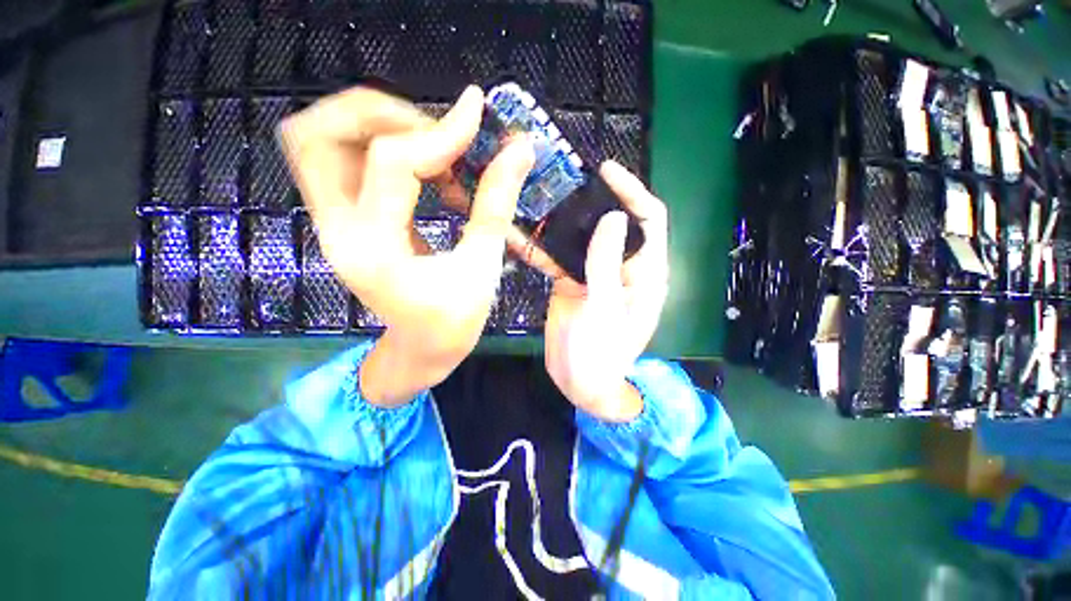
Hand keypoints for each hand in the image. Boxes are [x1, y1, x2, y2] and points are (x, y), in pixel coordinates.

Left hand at [279, 86, 533, 406]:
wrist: (421, 349)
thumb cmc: (455, 322)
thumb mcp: (483, 267)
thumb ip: (497, 204)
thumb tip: (519, 150)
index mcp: (375, 250)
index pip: (391, 163)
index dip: (439, 132)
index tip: (477, 114)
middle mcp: (336, 229)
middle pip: (319, 134)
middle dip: (384, 114)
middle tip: (438, 129)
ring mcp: (331, 223)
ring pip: (319, 140)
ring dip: (376, 125)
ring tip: (432, 145)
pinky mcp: (342, 220)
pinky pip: (341, 160)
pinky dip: (381, 146)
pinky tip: (426, 168)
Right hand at [513, 161, 669, 421]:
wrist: (578, 383)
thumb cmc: (602, 354)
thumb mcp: (606, 309)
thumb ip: (606, 264)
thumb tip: (614, 217)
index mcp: (644, 272)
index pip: (649, 219)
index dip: (632, 191)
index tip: (606, 171)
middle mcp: (621, 266)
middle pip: (612, 222)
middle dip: (592, 199)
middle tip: (564, 178)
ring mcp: (594, 272)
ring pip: (582, 236)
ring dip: (563, 219)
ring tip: (540, 195)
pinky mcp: (571, 281)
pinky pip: (558, 257)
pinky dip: (541, 246)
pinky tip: (519, 232)